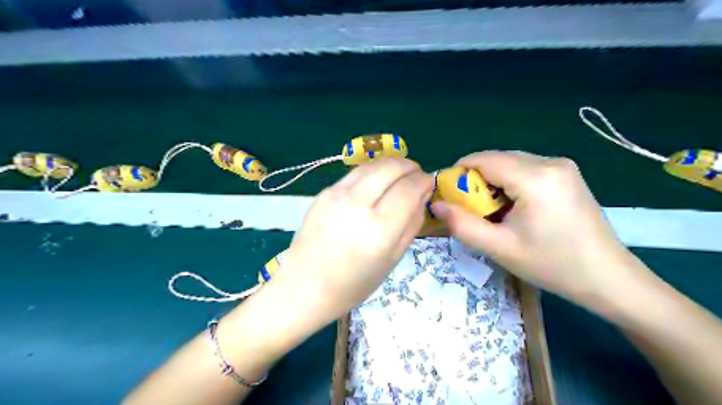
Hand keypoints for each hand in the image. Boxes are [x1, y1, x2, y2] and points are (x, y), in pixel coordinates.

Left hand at [270, 157, 427, 322]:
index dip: (424, 181)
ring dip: (391, 164)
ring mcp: (336, 195)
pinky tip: (376, 183)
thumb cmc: (353, 284)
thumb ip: (411, 224)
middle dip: (410, 166)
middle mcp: (357, 205)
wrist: (304, 286)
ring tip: (400, 174)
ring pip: (371, 165)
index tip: (429, 183)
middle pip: (391, 168)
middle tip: (417, 175)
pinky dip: (372, 173)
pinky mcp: (323, 193)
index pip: (409, 188)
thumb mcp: (392, 260)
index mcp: (379, 229)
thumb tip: (422, 195)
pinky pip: (354, 174)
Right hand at [430, 152, 639, 305]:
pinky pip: (525, 168)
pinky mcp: (566, 173)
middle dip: (476, 180)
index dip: (459, 174)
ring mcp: (561, 165)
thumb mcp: (499, 248)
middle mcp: (550, 161)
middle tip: (471, 210)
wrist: (607, 277)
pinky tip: (513, 208)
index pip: (482, 159)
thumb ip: (461, 225)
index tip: (450, 197)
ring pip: (509, 163)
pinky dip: (509, 183)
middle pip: (496, 159)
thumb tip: (434, 204)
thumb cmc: (551, 264)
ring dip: (492, 182)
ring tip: (493, 212)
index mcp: (535, 177)